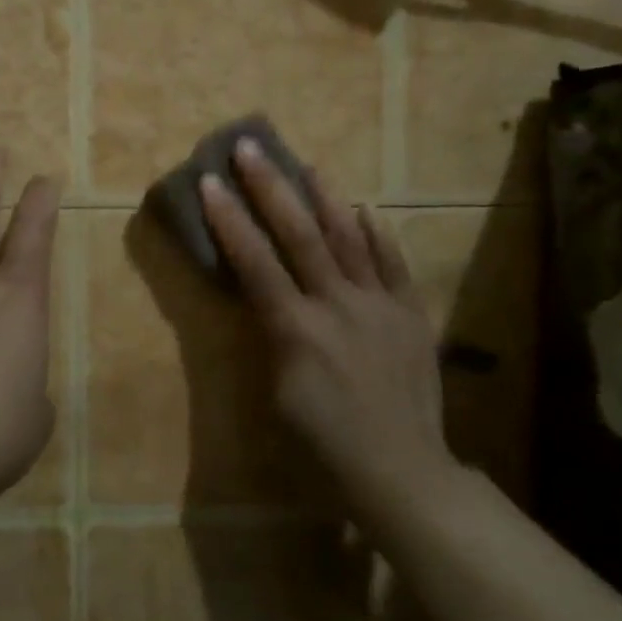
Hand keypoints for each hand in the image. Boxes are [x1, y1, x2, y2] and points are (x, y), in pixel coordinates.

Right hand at [199, 138, 455, 513]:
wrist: (401, 471)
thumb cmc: (324, 446)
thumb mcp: (279, 396)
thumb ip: (272, 340)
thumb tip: (269, 303)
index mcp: (296, 329)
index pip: (255, 263)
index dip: (229, 221)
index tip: (210, 183)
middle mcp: (337, 305)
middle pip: (300, 235)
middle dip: (270, 189)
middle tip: (250, 148)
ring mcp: (380, 306)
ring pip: (349, 239)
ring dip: (324, 198)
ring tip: (306, 164)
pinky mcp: (412, 315)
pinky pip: (394, 265)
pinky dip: (379, 235)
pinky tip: (367, 209)